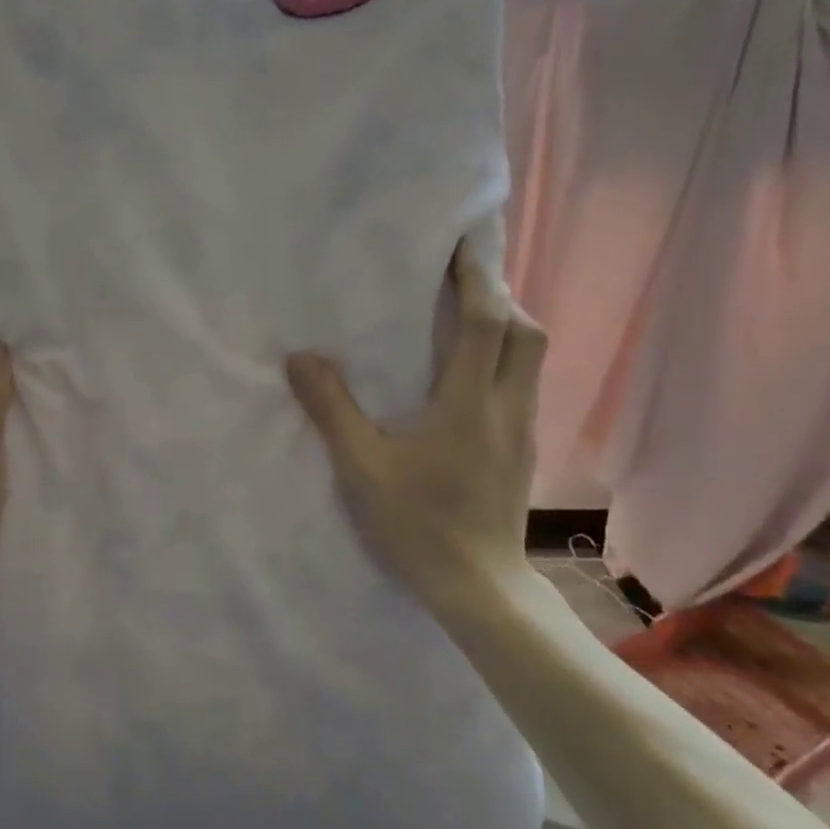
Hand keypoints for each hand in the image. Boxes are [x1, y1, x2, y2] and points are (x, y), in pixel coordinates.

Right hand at [286, 241, 545, 623]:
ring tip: (462, 320)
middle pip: (524, 332)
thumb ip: (331, 409)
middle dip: (498, 296)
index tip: (461, 240)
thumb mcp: (361, 468)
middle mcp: (507, 408)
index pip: (486, 321)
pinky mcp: (522, 452)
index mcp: (470, 404)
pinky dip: (502, 361)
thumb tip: (301, 358)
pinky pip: (521, 386)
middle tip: (459, 283)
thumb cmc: (417, 525)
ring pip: (529, 360)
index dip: (476, 275)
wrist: (478, 588)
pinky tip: (467, 378)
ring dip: (504, 327)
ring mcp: (522, 432)